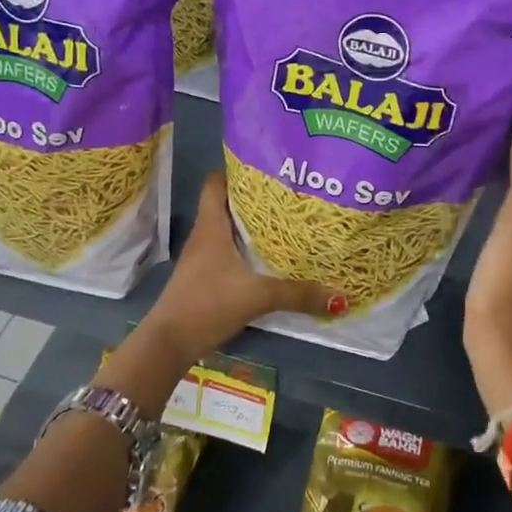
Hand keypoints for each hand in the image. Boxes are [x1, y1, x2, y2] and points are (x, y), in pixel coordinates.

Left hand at [139, 171, 343, 361]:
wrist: (170, 342)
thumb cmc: (208, 303)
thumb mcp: (258, 296)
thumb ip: (298, 295)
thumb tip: (341, 296)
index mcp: (211, 226)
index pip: (216, 182)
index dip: (237, 171)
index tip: (267, 169)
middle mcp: (204, 236)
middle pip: (227, 204)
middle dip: (255, 200)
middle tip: (289, 196)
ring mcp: (202, 258)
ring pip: (228, 231)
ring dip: (251, 227)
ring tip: (286, 224)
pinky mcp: (204, 278)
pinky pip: (228, 253)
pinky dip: (246, 252)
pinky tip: (268, 260)